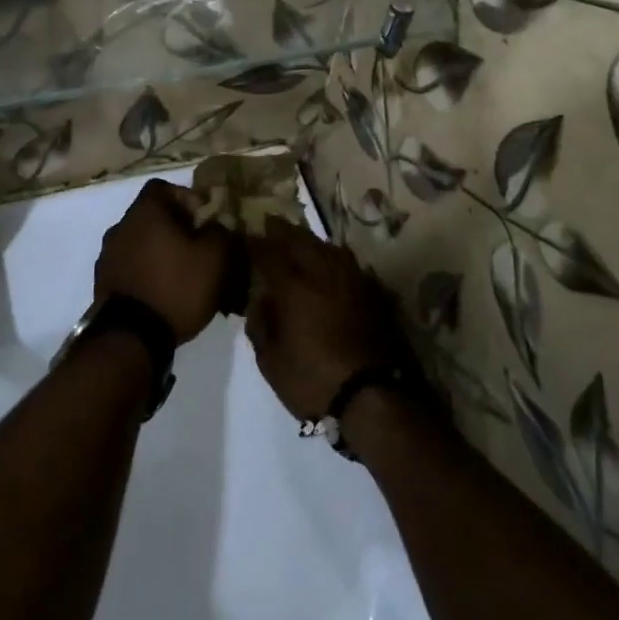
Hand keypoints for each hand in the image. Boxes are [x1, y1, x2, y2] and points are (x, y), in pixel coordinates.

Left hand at [94, 179, 232, 344]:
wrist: (131, 338)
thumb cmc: (176, 287)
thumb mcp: (215, 258)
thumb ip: (220, 231)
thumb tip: (215, 224)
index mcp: (145, 212)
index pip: (163, 187)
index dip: (186, 198)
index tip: (204, 220)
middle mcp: (120, 226)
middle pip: (151, 216)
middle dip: (176, 228)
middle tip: (199, 249)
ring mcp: (107, 255)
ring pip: (140, 242)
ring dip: (159, 251)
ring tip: (183, 275)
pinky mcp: (103, 283)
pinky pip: (130, 266)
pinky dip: (146, 272)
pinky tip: (164, 292)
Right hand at [244, 223, 407, 421]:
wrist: (373, 397)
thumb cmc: (313, 381)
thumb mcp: (270, 362)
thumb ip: (260, 326)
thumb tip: (261, 300)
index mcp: (293, 287)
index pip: (269, 254)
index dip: (255, 243)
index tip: (245, 236)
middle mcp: (322, 274)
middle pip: (301, 241)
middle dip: (284, 230)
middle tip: (272, 223)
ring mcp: (351, 281)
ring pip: (329, 248)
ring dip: (311, 240)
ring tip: (301, 239)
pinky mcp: (372, 294)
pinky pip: (350, 264)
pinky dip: (336, 257)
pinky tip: (333, 261)